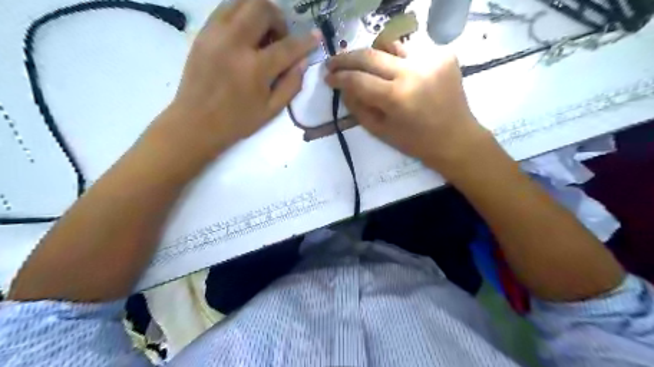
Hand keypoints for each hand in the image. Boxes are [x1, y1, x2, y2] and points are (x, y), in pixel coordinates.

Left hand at [160, 0, 319, 155]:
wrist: (195, 122)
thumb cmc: (237, 121)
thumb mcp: (271, 110)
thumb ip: (291, 84)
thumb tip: (303, 61)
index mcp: (255, 69)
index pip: (287, 46)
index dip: (306, 41)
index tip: (316, 36)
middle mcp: (234, 43)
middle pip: (261, 8)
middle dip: (278, 18)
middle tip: (279, 38)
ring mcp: (215, 34)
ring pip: (241, 1)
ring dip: (258, 12)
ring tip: (261, 34)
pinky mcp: (202, 33)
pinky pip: (225, 9)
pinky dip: (240, 15)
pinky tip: (244, 35)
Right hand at [324, 39, 492, 175]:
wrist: (456, 138)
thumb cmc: (416, 142)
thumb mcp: (381, 131)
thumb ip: (357, 107)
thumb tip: (342, 88)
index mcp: (397, 97)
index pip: (358, 79)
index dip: (339, 77)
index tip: (328, 77)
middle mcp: (413, 72)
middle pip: (370, 55)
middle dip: (347, 58)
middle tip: (333, 62)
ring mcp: (431, 59)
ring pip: (390, 45)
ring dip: (373, 55)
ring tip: (364, 66)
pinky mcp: (444, 54)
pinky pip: (411, 51)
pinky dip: (397, 59)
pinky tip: (396, 72)